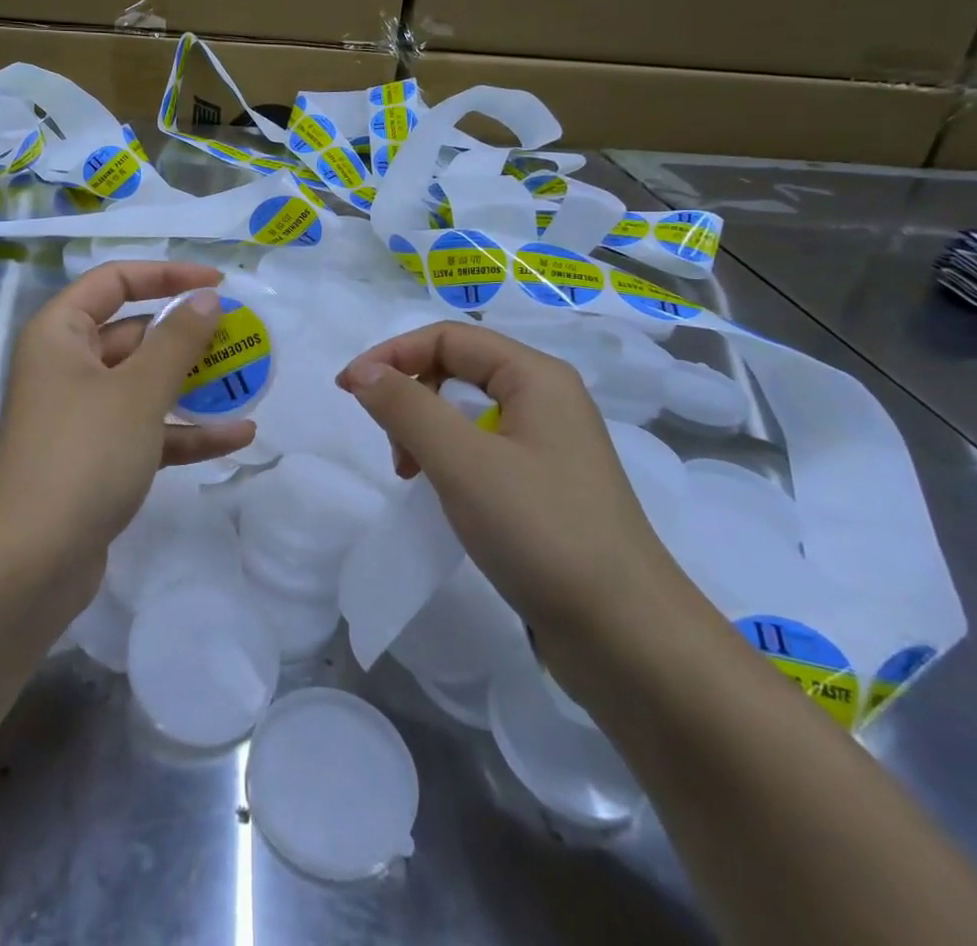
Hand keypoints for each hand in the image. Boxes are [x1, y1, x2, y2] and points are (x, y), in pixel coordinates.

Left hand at [0, 262, 256, 568]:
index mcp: (61, 333)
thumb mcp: (138, 390)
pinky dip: (186, 432)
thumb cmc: (83, 454)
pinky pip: (146, 430)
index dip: (166, 274)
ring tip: (248, 382)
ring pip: (144, 385)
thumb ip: (178, 340)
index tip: (217, 283)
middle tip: (241, 336)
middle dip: (187, 336)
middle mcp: (67, 366)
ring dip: (193, 385)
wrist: (29, 564)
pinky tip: (237, 437)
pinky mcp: (97, 459)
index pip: (115, 281)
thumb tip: (206, 299)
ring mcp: (81, 416)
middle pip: (133, 333)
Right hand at [337, 322, 706, 673]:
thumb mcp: (462, 462)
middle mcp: (547, 400)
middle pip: (458, 368)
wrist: (629, 639)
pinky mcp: (547, 488)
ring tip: (412, 476)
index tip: (347, 390)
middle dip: (411, 395)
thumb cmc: (542, 532)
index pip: (448, 338)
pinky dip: (450, 461)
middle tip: (392, 448)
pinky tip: (446, 496)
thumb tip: (362, 371)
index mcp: (536, 377)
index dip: (392, 354)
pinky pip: (484, 451)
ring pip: (468, 412)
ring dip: (427, 431)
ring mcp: (551, 446)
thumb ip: (406, 407)